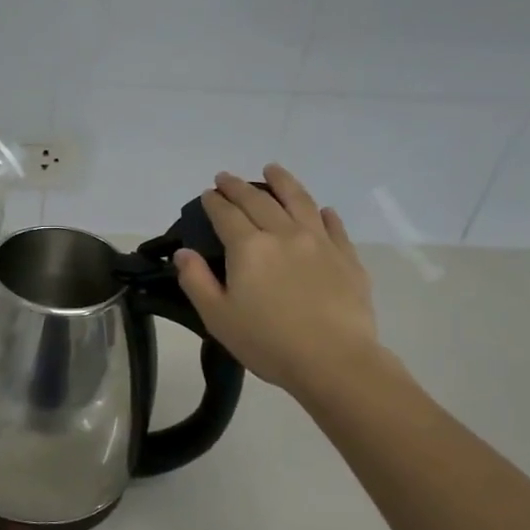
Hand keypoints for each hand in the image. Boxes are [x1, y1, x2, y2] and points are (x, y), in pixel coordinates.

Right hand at [175, 165, 384, 406]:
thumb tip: (183, 253)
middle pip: (259, 201)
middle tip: (227, 178)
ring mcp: (320, 242)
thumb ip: (196, 281)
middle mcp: (284, 234)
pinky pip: (333, 225)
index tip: (207, 193)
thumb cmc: (267, 342)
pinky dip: (322, 213)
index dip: (214, 202)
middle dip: (239, 186)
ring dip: (283, 182)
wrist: (334, 359)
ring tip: (273, 169)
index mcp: (249, 247)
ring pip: (299, 201)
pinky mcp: (346, 257)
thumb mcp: (218, 317)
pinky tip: (320, 210)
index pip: (226, 214)